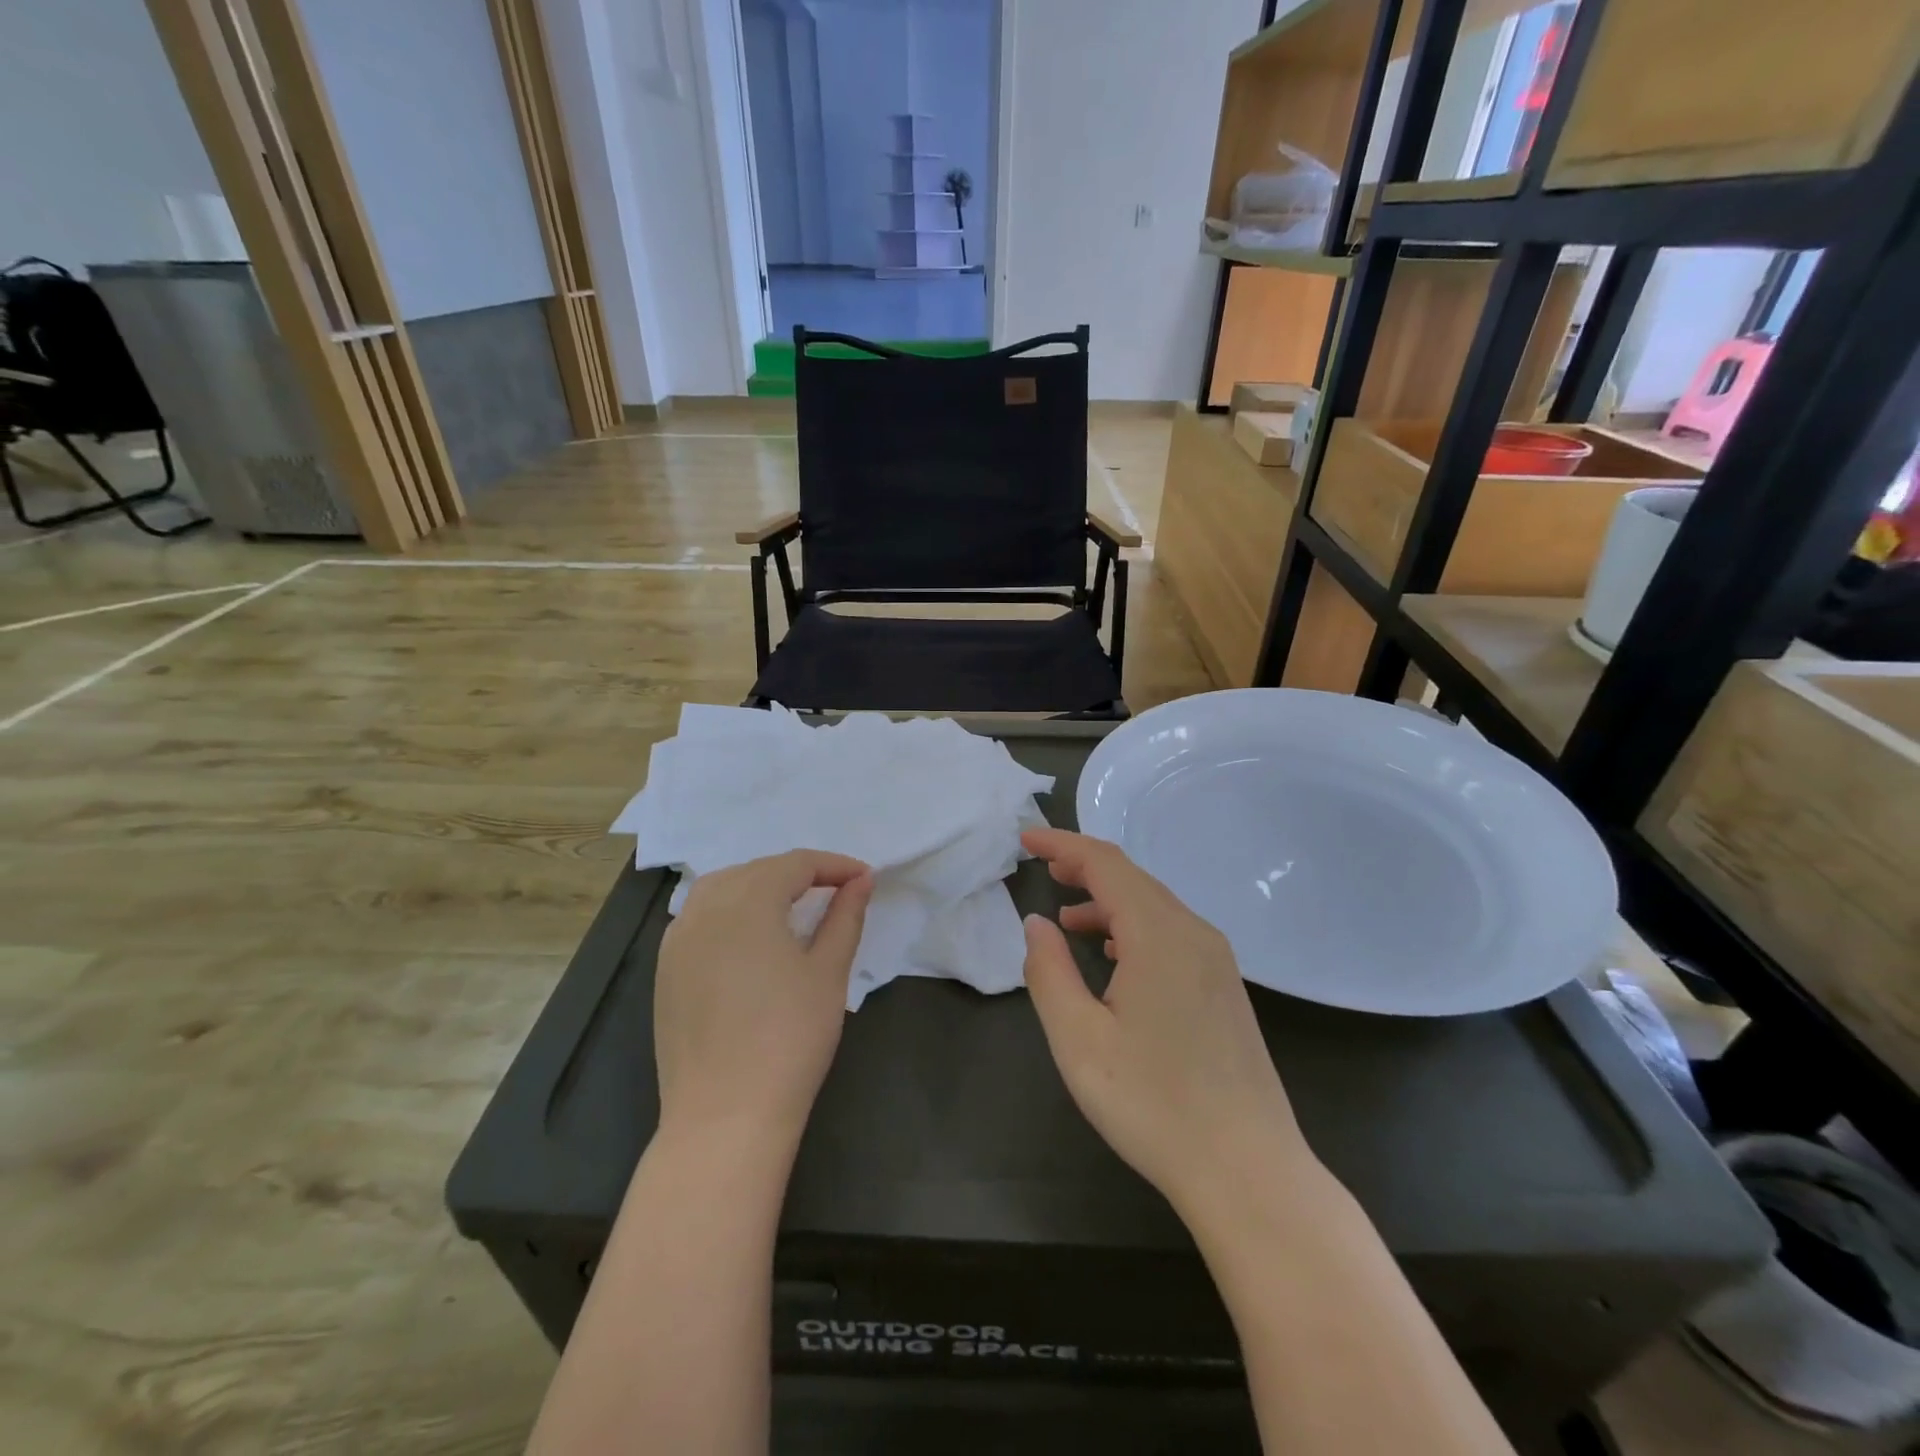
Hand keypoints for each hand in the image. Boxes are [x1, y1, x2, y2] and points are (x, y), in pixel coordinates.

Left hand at [654, 850, 872, 1144]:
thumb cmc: (790, 1037)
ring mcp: (677, 940)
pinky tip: (749, 938)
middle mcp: (705, 908)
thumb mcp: (829, 972)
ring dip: (760, 886)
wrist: (725, 1115)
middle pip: (757, 870)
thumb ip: (845, 916)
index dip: (834, 865)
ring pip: (721, 889)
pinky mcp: (665, 971)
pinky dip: (729, 912)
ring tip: (793, 906)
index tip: (865, 878)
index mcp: (748, 901)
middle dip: (799, 873)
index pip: (796, 864)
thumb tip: (861, 880)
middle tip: (835, 893)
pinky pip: (699, 918)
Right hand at [1020, 828, 1313, 1216]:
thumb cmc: (1153, 1104)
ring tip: (1068, 916)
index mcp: (1159, 934)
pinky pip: (1172, 933)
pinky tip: (1115, 955)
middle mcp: (1194, 933)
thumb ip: (1049, 971)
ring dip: (1108, 900)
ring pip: (1154, 906)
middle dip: (1084, 866)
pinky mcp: (1225, 987)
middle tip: (1043, 867)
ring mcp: (1217, 960)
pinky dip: (1134, 926)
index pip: (1105, 863)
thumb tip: (1038, 923)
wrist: (1249, 1170)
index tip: (1025, 838)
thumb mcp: (1079, 1039)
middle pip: (1133, 878)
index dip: (1062, 844)